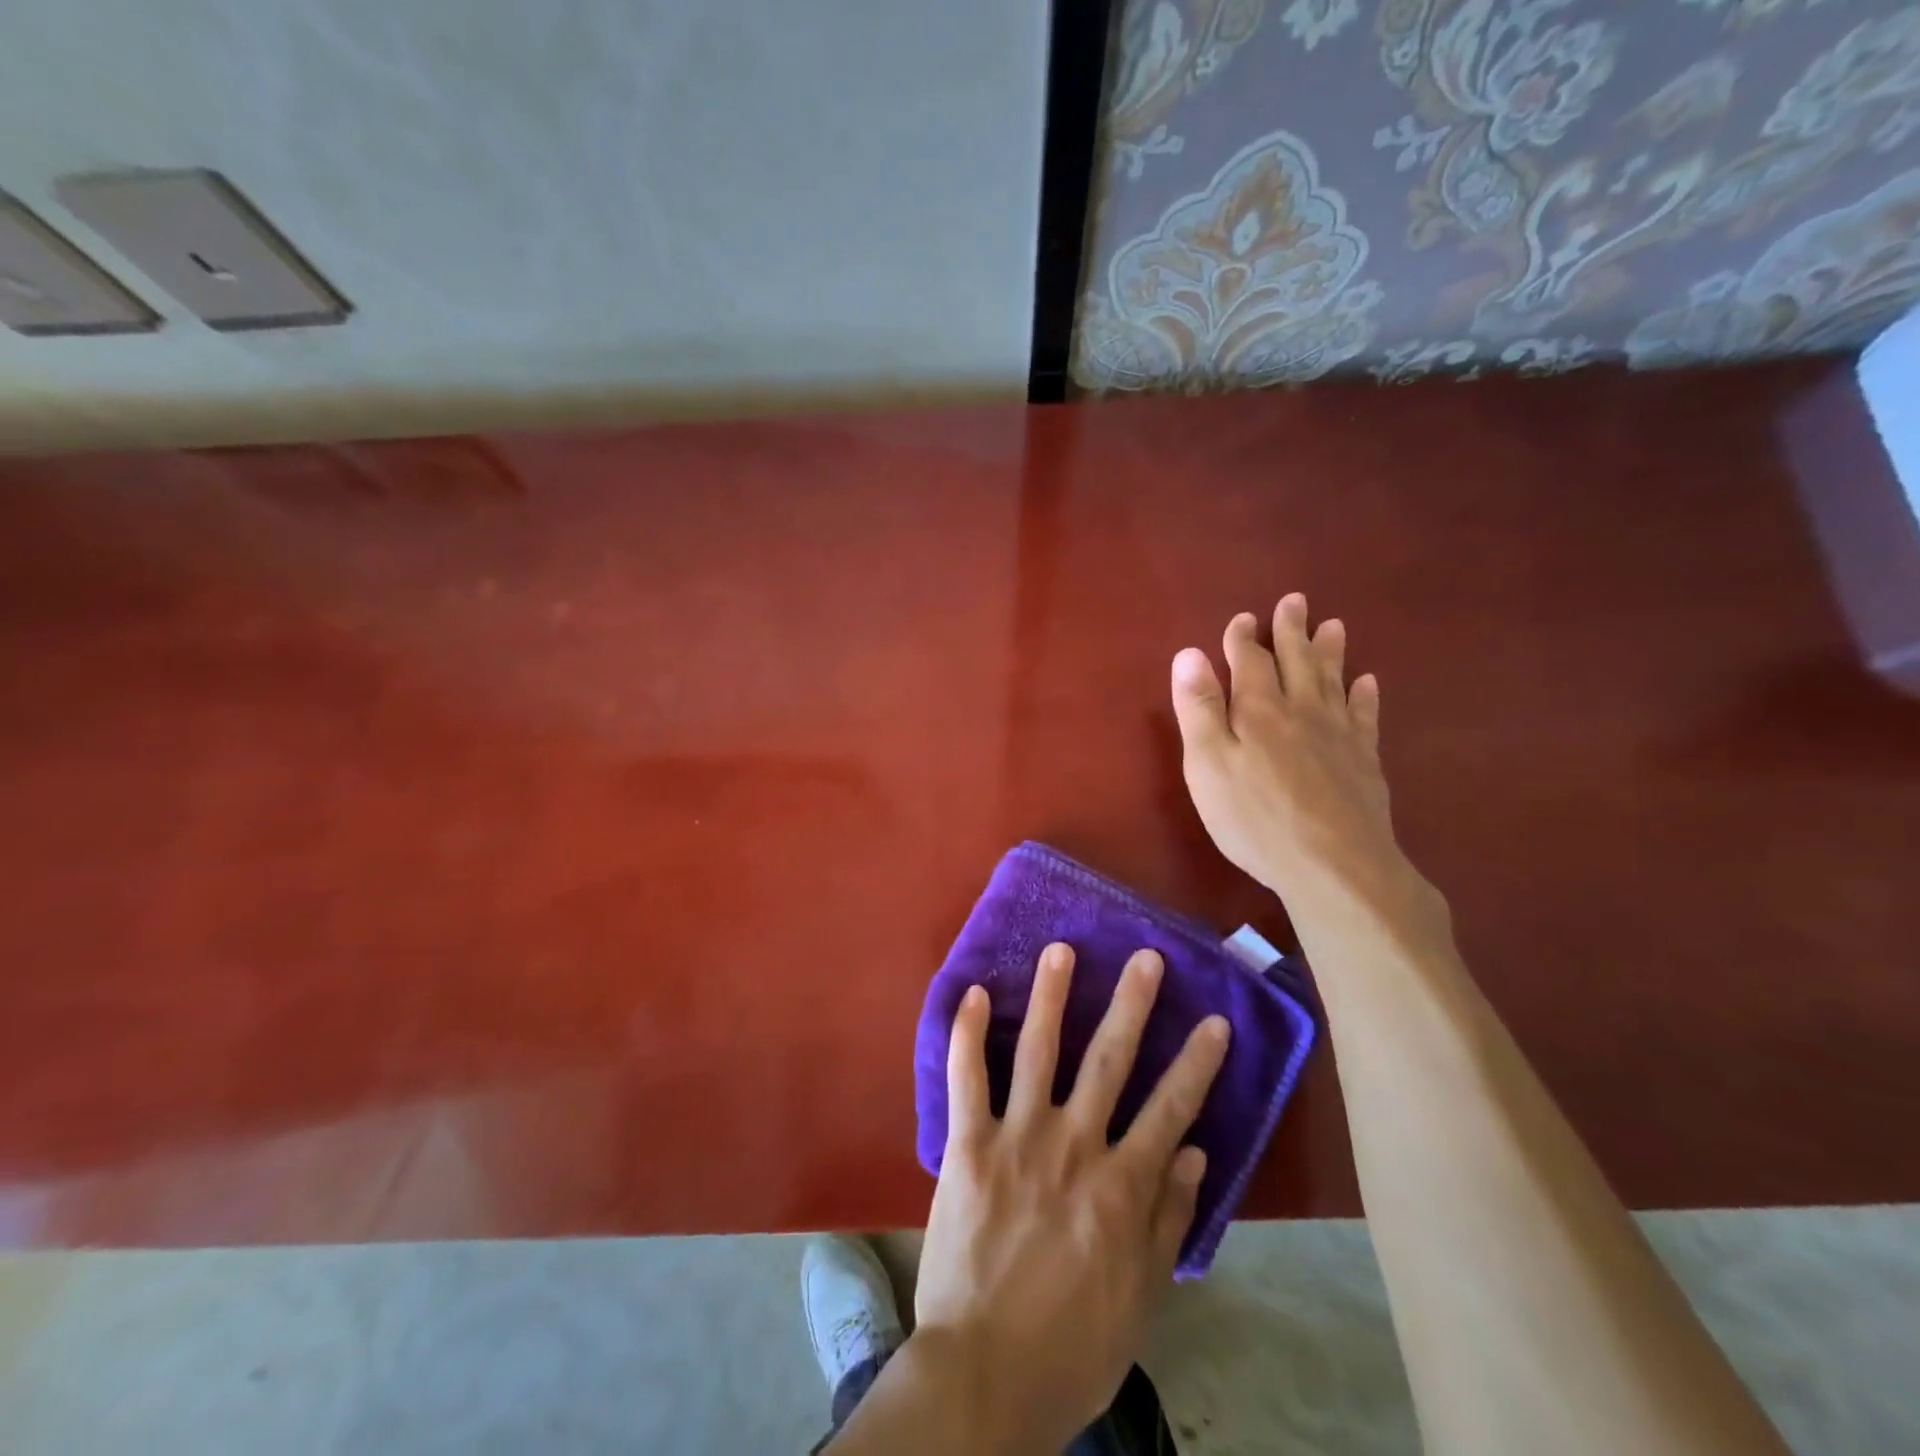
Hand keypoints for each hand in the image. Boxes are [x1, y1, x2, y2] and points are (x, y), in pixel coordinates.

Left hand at [913, 943, 1229, 1449]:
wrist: (984, 1377)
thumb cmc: (1071, 1345)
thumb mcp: (1140, 1297)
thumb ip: (1167, 1221)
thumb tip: (1193, 1153)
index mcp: (1122, 1186)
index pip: (1170, 1109)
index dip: (1195, 1062)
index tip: (1214, 1020)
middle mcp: (1074, 1145)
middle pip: (1109, 1061)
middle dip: (1131, 1004)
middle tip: (1145, 957)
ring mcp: (1018, 1138)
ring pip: (1038, 1050)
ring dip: (1050, 996)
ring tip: (1060, 950)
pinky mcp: (968, 1144)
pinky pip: (967, 1078)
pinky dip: (967, 1033)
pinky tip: (971, 992)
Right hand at [1171, 593, 1400, 901]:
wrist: (1334, 865)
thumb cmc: (1255, 818)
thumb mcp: (1208, 765)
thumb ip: (1199, 709)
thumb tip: (1189, 654)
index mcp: (1259, 710)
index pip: (1250, 662)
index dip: (1243, 639)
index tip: (1242, 619)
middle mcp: (1302, 710)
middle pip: (1297, 661)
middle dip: (1291, 631)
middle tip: (1295, 601)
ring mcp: (1338, 735)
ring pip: (1333, 681)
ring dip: (1330, 652)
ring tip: (1333, 626)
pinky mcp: (1363, 761)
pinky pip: (1365, 716)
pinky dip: (1365, 696)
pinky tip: (1368, 683)